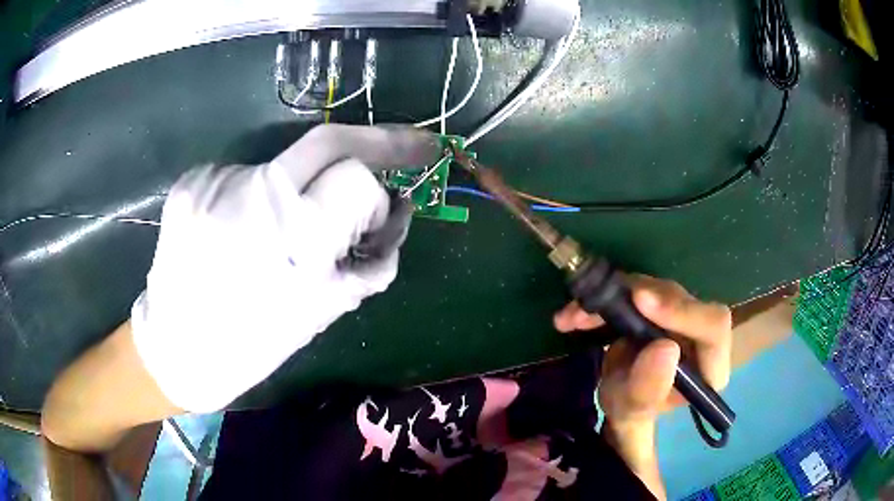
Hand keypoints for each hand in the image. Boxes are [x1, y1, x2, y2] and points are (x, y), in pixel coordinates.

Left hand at [130, 125, 439, 412]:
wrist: (177, 347)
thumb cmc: (253, 343)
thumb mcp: (324, 310)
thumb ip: (371, 258)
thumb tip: (402, 211)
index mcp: (291, 239)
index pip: (357, 179)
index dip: (377, 200)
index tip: (387, 209)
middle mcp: (251, 197)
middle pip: (328, 139)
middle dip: (376, 140)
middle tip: (407, 145)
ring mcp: (216, 183)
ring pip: (286, 162)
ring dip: (302, 186)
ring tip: (281, 231)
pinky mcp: (192, 181)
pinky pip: (246, 174)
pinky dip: (259, 194)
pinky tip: (242, 230)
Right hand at [553, 275, 730, 498]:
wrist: (620, 400)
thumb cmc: (631, 413)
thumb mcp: (633, 411)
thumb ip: (648, 390)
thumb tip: (666, 348)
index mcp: (710, 364)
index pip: (713, 326)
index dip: (682, 310)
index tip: (640, 301)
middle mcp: (701, 333)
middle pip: (679, 299)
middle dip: (631, 300)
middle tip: (588, 311)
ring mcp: (681, 314)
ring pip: (653, 289)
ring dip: (609, 298)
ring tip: (571, 317)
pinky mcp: (661, 303)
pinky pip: (635, 289)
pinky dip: (603, 298)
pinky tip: (574, 314)